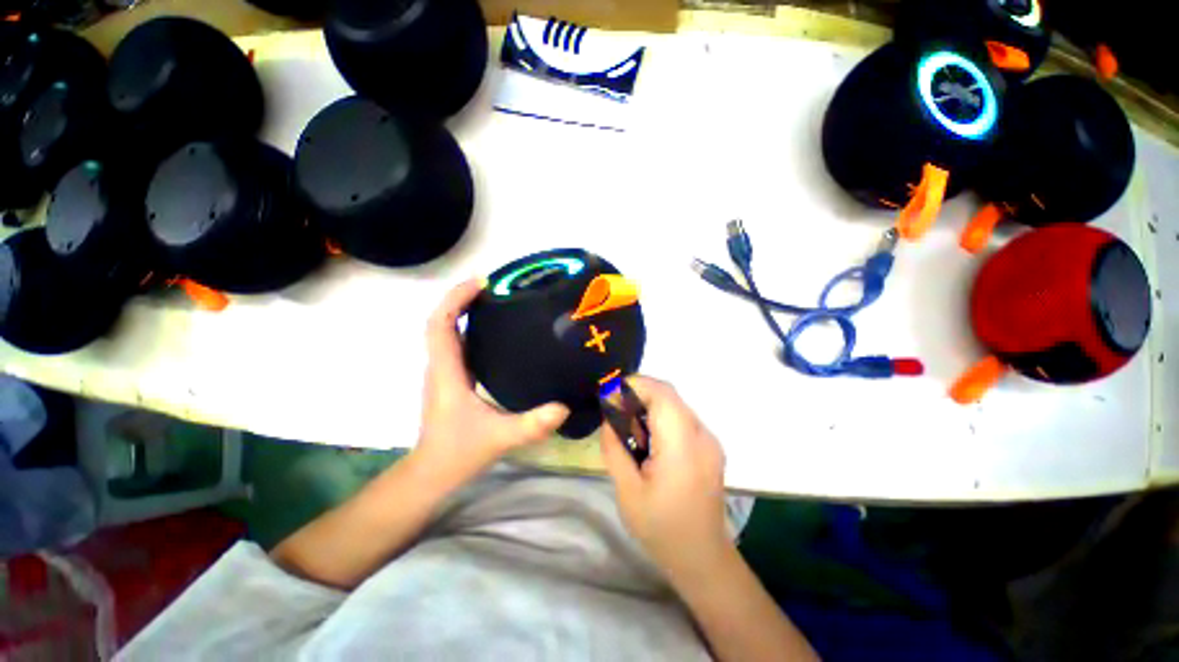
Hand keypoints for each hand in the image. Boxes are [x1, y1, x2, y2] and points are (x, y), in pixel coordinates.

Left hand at [414, 279, 569, 486]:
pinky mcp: (452, 379)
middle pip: (442, 320)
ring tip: (495, 300)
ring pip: (447, 331)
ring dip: (464, 310)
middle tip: (494, 286)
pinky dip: (468, 328)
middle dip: (462, 297)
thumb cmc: (458, 453)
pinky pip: (456, 344)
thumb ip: (532, 424)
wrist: (432, 473)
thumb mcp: (500, 438)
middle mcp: (441, 365)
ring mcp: (444, 372)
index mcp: (447, 372)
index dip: (456, 299)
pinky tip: (494, 331)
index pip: (440, 324)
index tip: (481, 283)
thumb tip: (565, 407)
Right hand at [599, 376, 731, 583]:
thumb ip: (614, 446)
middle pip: (668, 394)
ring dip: (648, 407)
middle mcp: (702, 435)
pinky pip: (681, 418)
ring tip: (630, 432)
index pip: (661, 393)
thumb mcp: (627, 490)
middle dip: (637, 395)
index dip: (633, 385)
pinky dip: (660, 418)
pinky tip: (648, 442)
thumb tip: (609, 415)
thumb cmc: (661, 528)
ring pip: (674, 404)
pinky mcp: (709, 446)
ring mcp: (709, 439)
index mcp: (683, 446)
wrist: (702, 558)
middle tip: (614, 414)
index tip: (609, 396)